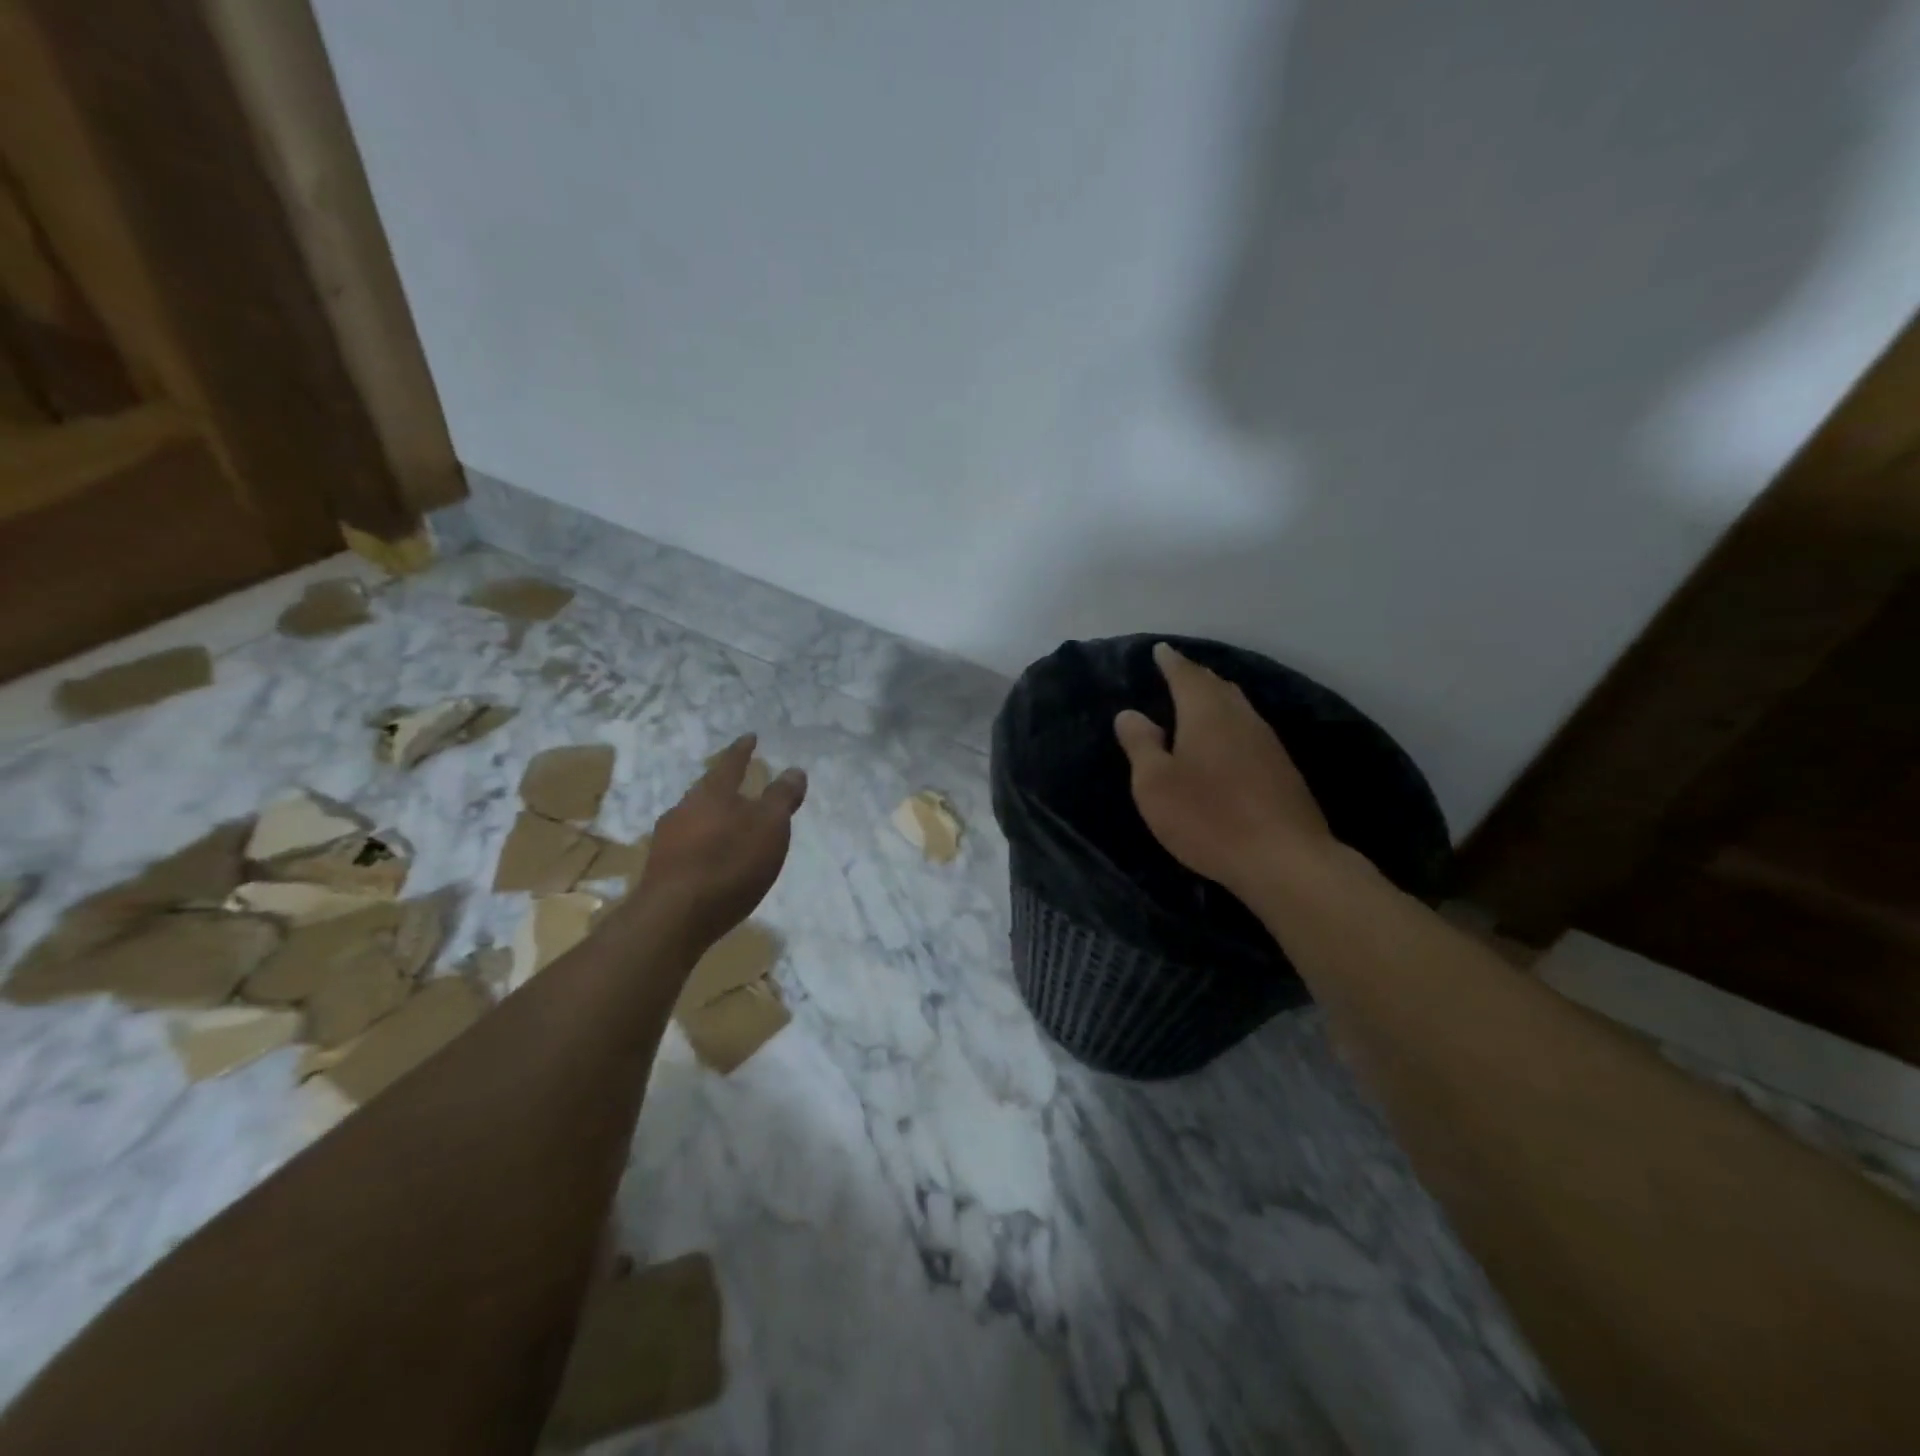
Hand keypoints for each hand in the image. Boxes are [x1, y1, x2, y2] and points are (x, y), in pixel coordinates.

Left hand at [635, 734, 806, 946]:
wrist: (673, 917)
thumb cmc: (729, 863)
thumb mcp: (770, 827)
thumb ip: (782, 798)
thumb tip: (794, 770)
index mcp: (713, 793)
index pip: (731, 763)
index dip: (743, 750)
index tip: (750, 737)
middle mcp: (685, 808)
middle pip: (708, 790)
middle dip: (725, 787)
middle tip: (741, 786)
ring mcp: (667, 839)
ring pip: (695, 818)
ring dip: (713, 818)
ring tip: (730, 826)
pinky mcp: (661, 868)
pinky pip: (687, 845)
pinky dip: (703, 844)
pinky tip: (712, 859)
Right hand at [1114, 643, 1333, 899]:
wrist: (1284, 858)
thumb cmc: (1208, 818)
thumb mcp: (1155, 784)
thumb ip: (1141, 745)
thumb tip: (1130, 713)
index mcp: (1206, 713)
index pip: (1186, 675)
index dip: (1171, 661)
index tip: (1160, 649)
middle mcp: (1241, 718)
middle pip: (1217, 686)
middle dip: (1195, 676)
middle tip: (1177, 672)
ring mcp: (1267, 742)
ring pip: (1237, 707)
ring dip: (1216, 699)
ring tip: (1198, 701)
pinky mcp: (1282, 769)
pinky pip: (1249, 730)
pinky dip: (1230, 723)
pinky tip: (1226, 740)